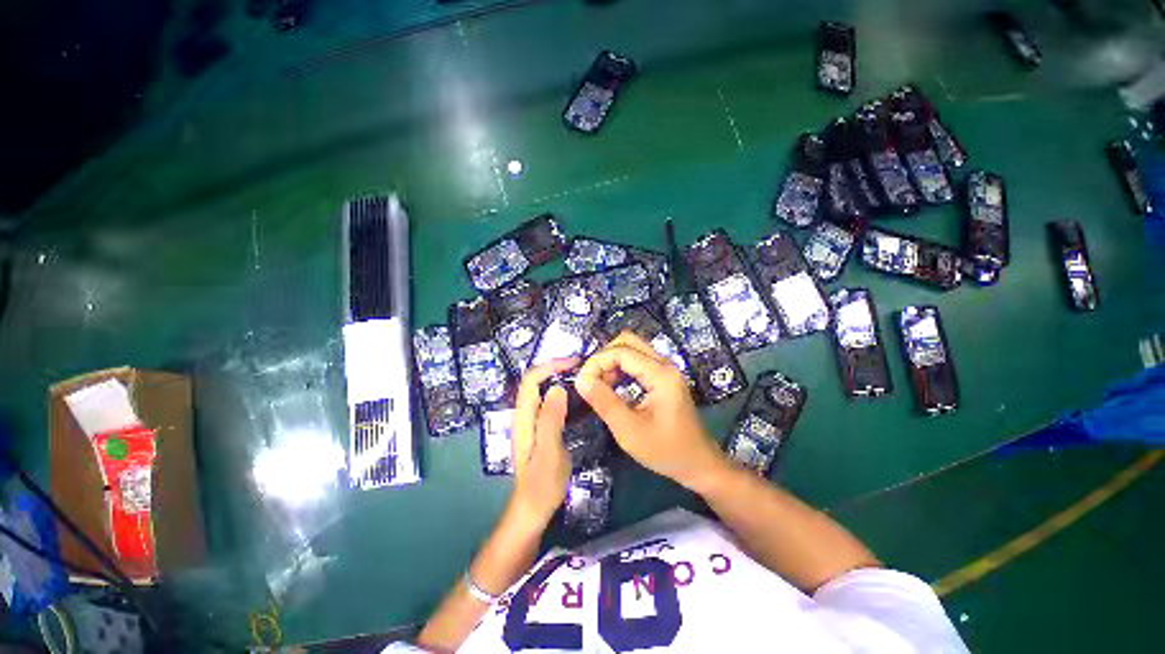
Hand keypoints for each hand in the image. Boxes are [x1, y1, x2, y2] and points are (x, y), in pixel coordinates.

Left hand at [509, 358, 576, 525]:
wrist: (533, 510)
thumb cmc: (541, 485)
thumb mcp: (549, 452)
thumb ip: (551, 420)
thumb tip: (558, 388)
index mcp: (524, 418)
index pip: (531, 380)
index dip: (550, 366)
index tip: (574, 363)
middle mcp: (525, 416)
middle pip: (535, 382)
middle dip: (555, 369)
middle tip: (581, 368)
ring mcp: (531, 423)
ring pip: (542, 392)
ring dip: (559, 380)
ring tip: (581, 378)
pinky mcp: (540, 430)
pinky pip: (549, 404)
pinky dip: (562, 394)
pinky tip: (577, 399)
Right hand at [575, 332, 728, 491]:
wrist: (699, 464)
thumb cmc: (666, 451)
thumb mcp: (629, 431)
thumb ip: (604, 402)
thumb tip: (580, 380)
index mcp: (660, 375)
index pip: (621, 351)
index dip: (597, 362)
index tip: (582, 382)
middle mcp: (665, 365)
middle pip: (627, 342)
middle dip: (604, 357)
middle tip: (592, 381)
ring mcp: (666, 369)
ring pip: (632, 349)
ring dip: (612, 362)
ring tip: (600, 387)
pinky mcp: (664, 377)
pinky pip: (638, 361)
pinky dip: (621, 369)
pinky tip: (613, 388)